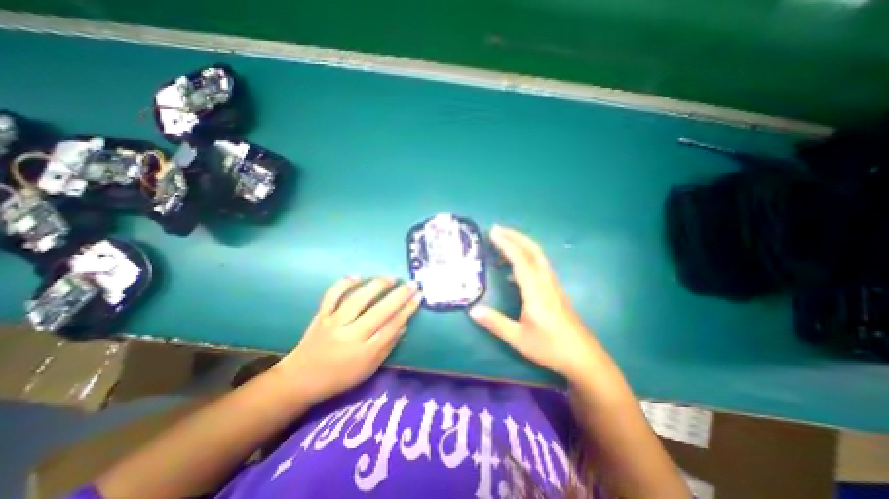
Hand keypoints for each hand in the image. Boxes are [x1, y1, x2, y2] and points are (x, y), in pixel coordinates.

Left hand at [274, 277, 420, 405]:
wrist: (301, 379)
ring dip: (377, 286)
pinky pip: (332, 295)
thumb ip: (387, 347)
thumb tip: (403, 325)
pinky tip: (356, 275)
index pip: (392, 326)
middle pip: (380, 311)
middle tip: (412, 283)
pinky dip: (343, 284)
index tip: (419, 296)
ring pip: (358, 299)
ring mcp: (334, 322)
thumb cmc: (340, 377)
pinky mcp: (321, 315)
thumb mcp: (368, 369)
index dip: (407, 310)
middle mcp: (351, 335)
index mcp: (364, 352)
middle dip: (399, 295)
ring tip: (392, 277)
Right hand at [468, 228, 599, 378]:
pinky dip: (526, 257)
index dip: (506, 244)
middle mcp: (546, 282)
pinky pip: (540, 265)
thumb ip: (495, 323)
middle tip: (497, 229)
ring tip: (504, 243)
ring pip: (538, 256)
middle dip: (515, 236)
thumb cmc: (550, 348)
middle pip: (533, 250)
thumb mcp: (518, 338)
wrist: (583, 358)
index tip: (493, 232)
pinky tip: (514, 269)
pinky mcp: (555, 290)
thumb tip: (473, 310)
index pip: (520, 260)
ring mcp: (552, 285)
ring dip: (522, 244)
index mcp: (536, 291)